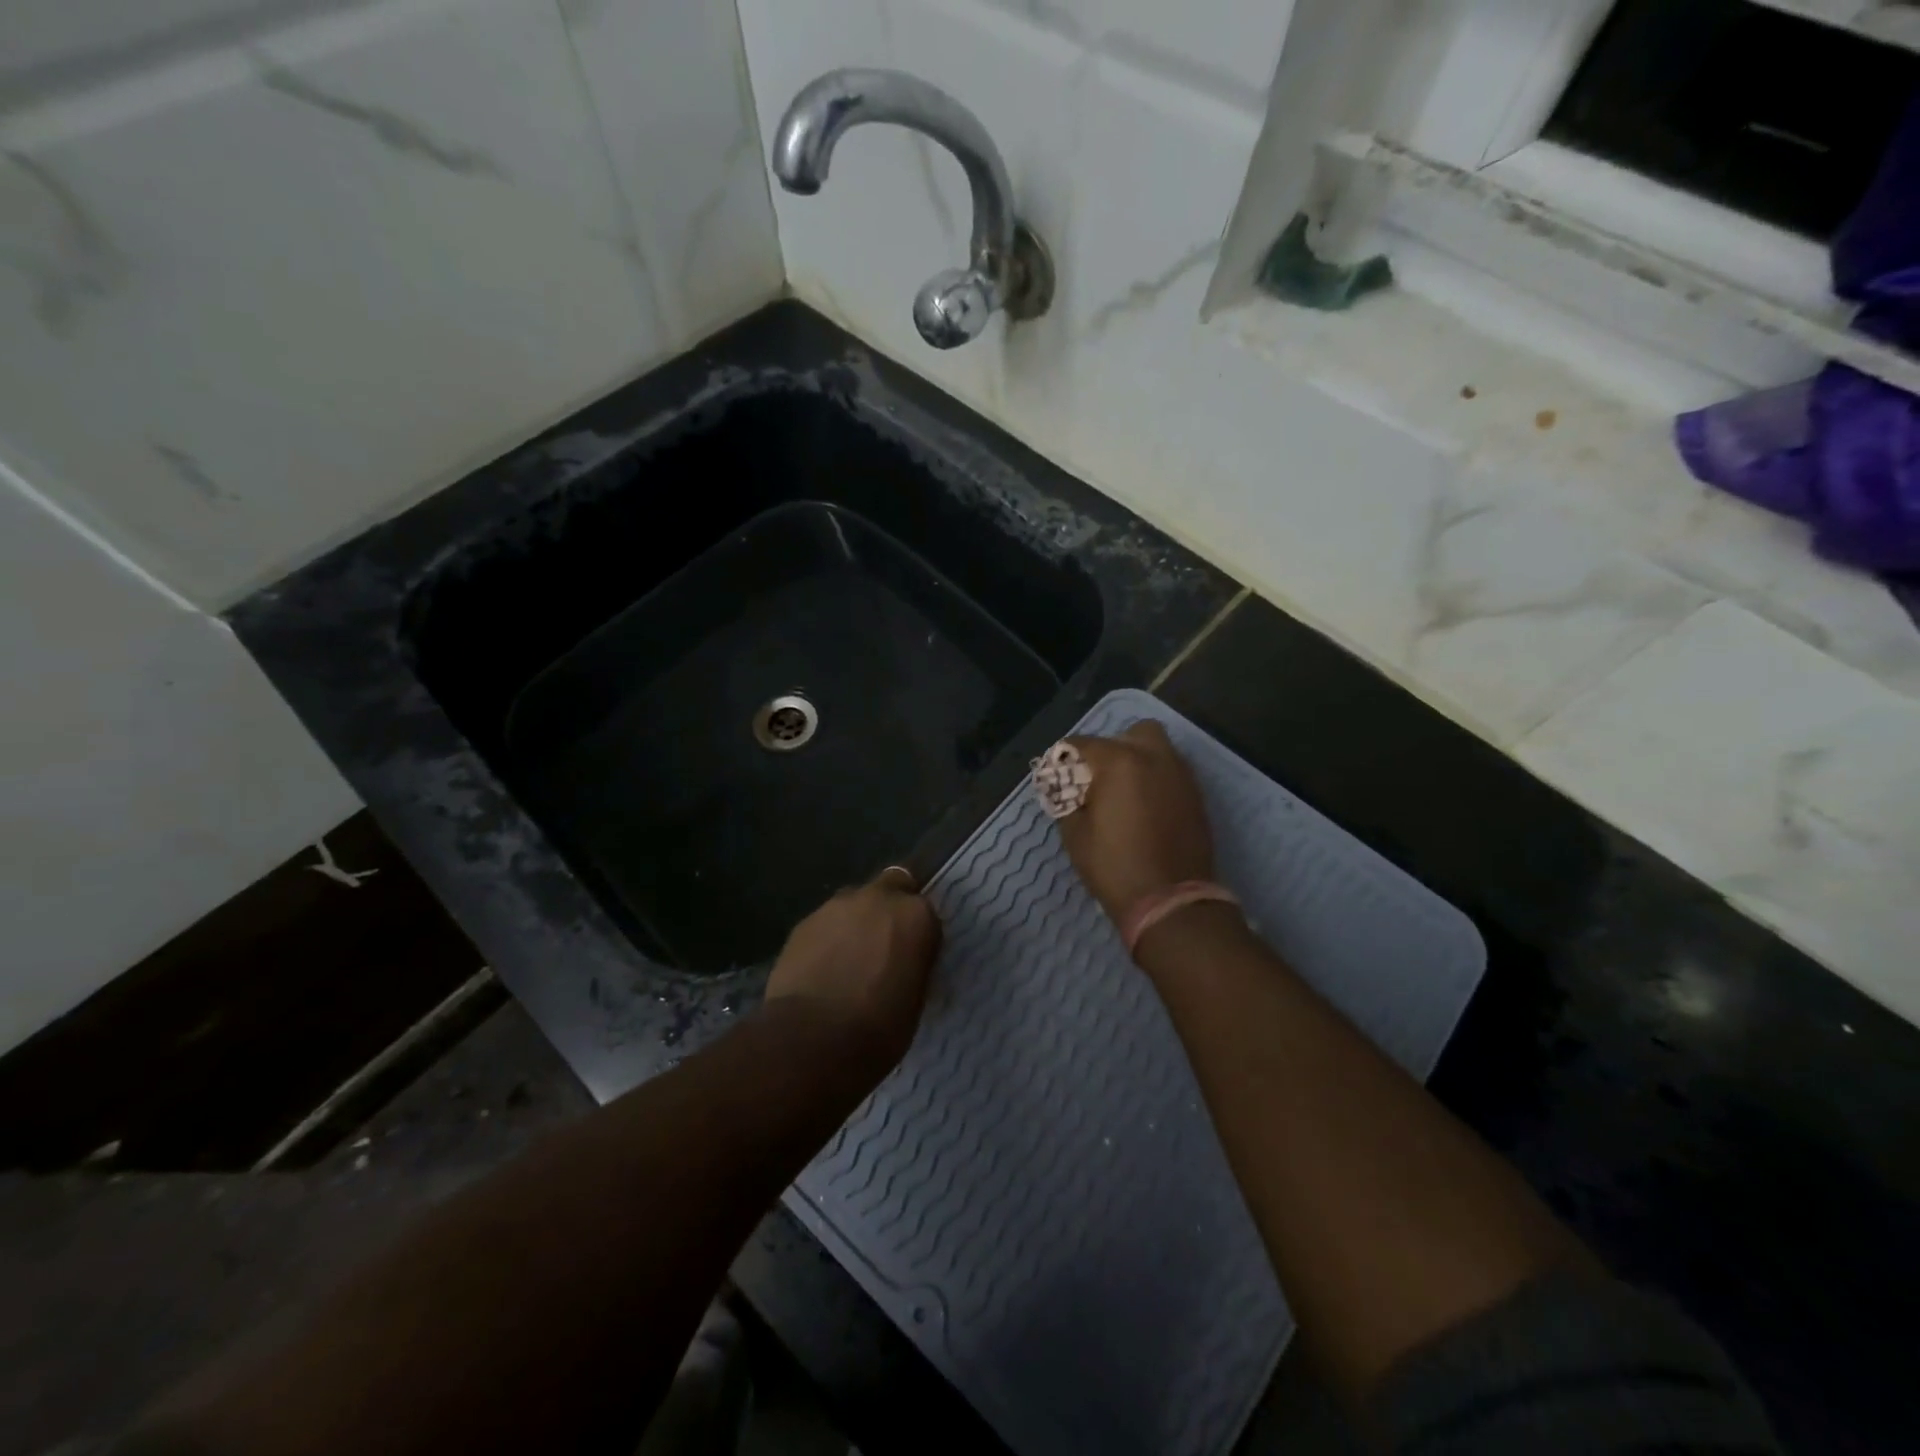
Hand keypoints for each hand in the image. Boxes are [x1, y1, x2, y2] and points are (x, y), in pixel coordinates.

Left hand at [764, 869, 941, 1070]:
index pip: (925, 912)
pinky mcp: (804, 922)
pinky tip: (822, 969)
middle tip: (884, 945)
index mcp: (916, 915)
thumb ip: (912, 964)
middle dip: (889, 908)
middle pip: (892, 887)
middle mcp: (879, 898)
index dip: (918, 933)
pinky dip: (828, 939)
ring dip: (856, 923)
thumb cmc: (878, 1029)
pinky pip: (825, 924)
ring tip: (848, 961)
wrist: (812, 1040)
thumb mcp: (915, 998)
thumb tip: (902, 963)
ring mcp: (837, 906)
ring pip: (854, 904)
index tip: (914, 956)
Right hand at [1055, 722, 1214, 924]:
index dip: (1063, 759)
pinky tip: (1144, 806)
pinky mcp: (1197, 796)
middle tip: (1099, 778)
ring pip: (1158, 749)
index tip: (1056, 776)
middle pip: (1131, 733)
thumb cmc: (1115, 867)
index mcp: (1120, 762)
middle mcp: (1154, 758)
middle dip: (1112, 748)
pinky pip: (1173, 772)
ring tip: (1123, 792)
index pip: (1082, 744)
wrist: (1171, 901)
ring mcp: (1181, 776)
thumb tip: (1065, 788)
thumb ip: (1067, 800)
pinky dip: (1157, 779)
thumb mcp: (1075, 834)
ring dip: (1138, 760)